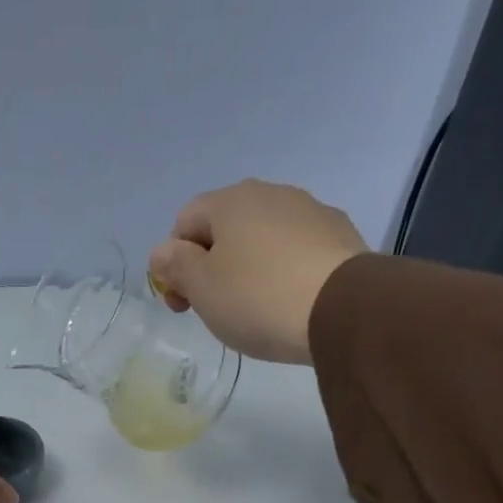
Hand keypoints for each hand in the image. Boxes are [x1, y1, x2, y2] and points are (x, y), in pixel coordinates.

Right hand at [148, 180, 368, 364]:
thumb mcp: (202, 288)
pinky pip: (294, 251)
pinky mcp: (337, 235)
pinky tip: (286, 302)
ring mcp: (309, 210)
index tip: (182, 303)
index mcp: (230, 201)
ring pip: (261, 238)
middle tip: (213, 309)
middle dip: (211, 265)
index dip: (174, 262)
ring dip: (247, 268)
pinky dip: (282, 272)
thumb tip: (161, 251)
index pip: (184, 221)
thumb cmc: (257, 298)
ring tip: (253, 309)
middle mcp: (270, 193)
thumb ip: (176, 266)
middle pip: (224, 228)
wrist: (341, 309)